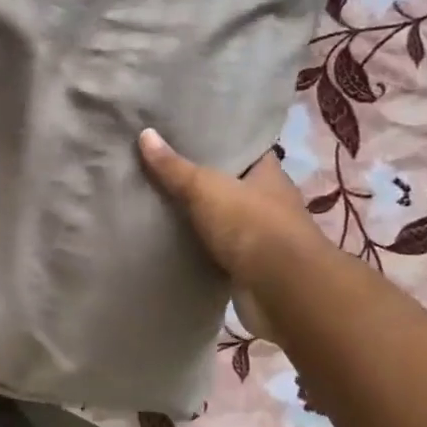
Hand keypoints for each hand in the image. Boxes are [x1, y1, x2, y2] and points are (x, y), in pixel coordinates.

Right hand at [137, 128, 323, 285]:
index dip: (215, 140)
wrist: (282, 292)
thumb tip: (144, 133)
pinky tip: (166, 236)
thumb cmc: (251, 226)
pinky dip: (195, 245)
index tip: (182, 134)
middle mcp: (266, 202)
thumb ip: (174, 166)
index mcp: (267, 174)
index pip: (242, 148)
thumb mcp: (206, 187)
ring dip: (195, 214)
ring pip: (219, 217)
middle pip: (227, 183)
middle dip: (197, 177)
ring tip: (153, 197)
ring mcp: (257, 236)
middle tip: (157, 164)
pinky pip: (213, 249)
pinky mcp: (245, 267)